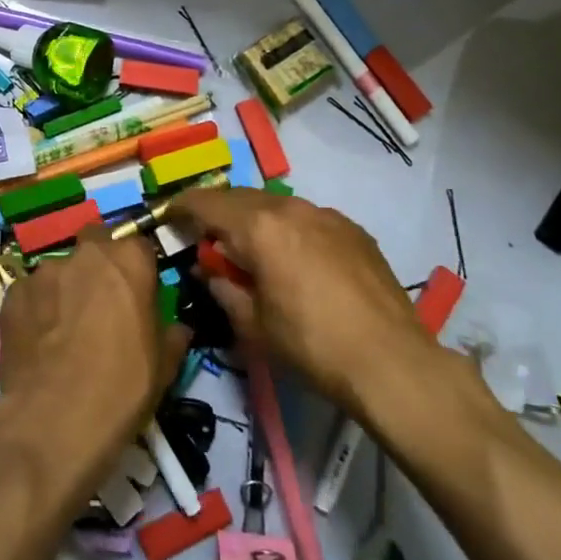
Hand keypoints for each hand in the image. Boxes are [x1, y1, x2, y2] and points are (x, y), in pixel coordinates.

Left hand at [0, 225, 189, 501]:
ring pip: (60, 269)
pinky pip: (31, 293)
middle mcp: (85, 255)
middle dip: (99, 264)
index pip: (138, 246)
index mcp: (128, 261)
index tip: (138, 292)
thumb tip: (177, 328)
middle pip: (95, 243)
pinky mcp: (12, 294)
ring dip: (65, 288)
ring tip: (63, 328)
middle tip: (100, 301)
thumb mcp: (163, 367)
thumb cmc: (121, 390)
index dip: (139, 268)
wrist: (54, 423)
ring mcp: (43, 272)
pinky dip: (37, 308)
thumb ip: (171, 336)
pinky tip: (39, 341)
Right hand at [169, 187, 440, 415]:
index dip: (182, 207)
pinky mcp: (353, 230)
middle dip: (219, 213)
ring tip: (253, 250)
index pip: (207, 203)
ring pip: (277, 205)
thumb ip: (223, 287)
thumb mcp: (253, 325)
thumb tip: (210, 270)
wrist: (392, 361)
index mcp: (259, 227)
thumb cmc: (312, 346)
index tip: (169, 216)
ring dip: (256, 220)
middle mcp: (291, 207)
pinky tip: (297, 261)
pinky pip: (308, 219)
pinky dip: (290, 230)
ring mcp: (327, 215)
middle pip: (242, 198)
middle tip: (208, 239)